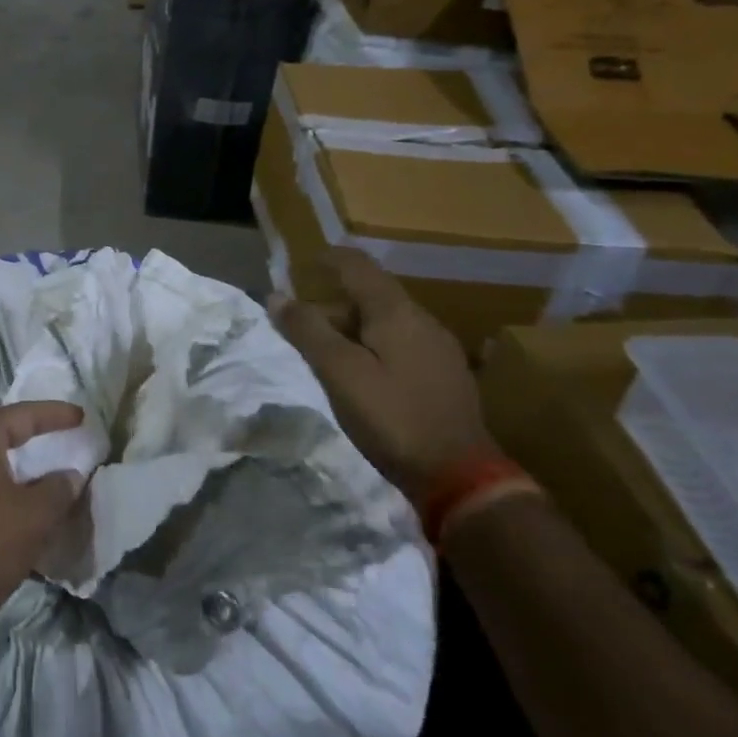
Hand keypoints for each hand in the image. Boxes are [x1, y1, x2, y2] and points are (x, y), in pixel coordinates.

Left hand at [0, 400, 85, 637]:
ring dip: (17, 461)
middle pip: (0, 431)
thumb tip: (69, 476)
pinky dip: (3, 481)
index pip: (20, 415)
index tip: (81, 416)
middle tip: (64, 432)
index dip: (53, 414)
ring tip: (47, 463)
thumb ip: (60, 486)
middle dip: (33, 432)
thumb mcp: (38, 512)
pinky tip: (22, 496)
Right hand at [268, 248, 495, 506]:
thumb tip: (276, 296)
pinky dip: (371, 347)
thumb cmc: (392, 417)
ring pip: (385, 322)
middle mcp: (422, 320)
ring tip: (323, 356)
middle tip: (300, 329)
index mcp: (396, 312)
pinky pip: (399, 345)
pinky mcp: (444, 376)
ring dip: (351, 329)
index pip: (358, 265)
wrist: (461, 478)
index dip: (327, 258)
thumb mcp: (339, 373)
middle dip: (332, 305)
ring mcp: (438, 348)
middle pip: (370, 295)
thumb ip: (307, 331)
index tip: (301, 264)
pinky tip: (360, 376)